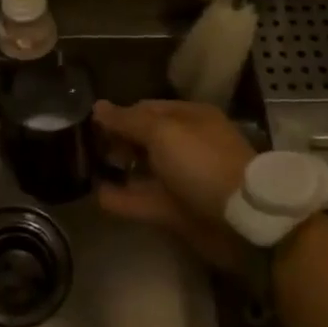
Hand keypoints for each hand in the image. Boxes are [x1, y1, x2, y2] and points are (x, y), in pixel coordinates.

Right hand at [91, 99, 254, 270]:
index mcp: (189, 118)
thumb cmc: (202, 162)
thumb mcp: (163, 132)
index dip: (120, 114)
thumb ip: (127, 121)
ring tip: (86, 169)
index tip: (91, 123)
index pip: (148, 109)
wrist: (241, 219)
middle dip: (118, 141)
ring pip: (144, 170)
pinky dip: (122, 199)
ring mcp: (182, 179)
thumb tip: (98, 107)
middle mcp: (186, 145)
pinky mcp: (177, 211)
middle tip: (87, 147)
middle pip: (145, 139)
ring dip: (118, 169)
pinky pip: (144, 201)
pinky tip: (97, 195)